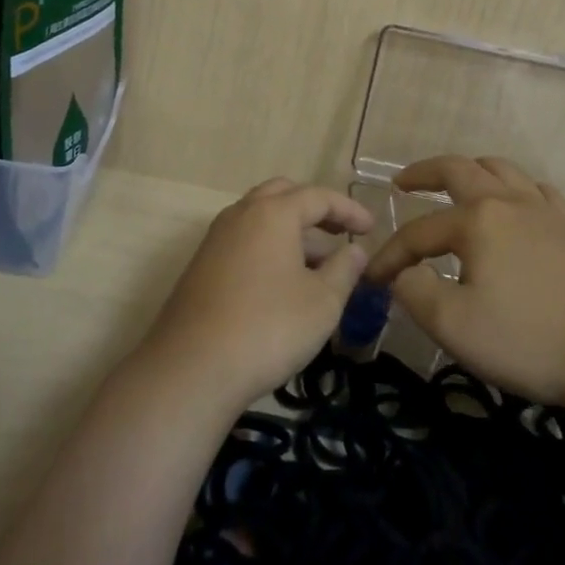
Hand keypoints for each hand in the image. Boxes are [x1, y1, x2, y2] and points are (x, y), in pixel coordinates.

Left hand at [142, 178, 374, 412]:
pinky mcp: (201, 266)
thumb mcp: (322, 302)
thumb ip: (344, 270)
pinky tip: (283, 283)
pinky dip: (268, 248)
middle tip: (339, 233)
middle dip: (314, 210)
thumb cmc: (269, 328)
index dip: (348, 210)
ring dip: (290, 231)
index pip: (318, 197)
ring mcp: (215, 239)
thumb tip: (355, 250)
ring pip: (259, 218)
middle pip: (282, 195)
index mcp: (272, 213)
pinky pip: (243, 241)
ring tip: (318, 265)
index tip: (371, 229)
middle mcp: (240, 215)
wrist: (192, 368)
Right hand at [363, 155, 564, 410]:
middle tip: (403, 183)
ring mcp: (546, 212)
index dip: (391, 255)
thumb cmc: (530, 339)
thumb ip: (415, 292)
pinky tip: (516, 205)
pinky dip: (516, 189)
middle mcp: (509, 202)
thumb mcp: (454, 325)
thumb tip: (402, 274)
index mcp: (477, 220)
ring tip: (455, 184)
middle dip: (424, 173)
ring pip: (502, 170)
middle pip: (459, 170)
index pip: (418, 232)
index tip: (372, 280)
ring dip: (471, 171)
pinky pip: (539, 191)